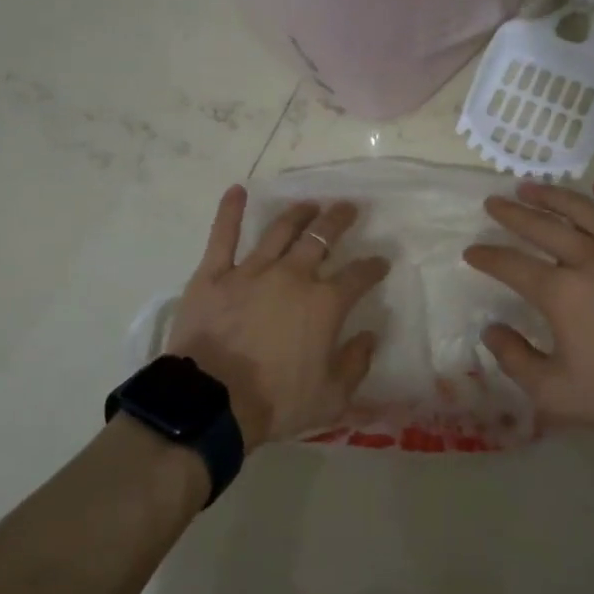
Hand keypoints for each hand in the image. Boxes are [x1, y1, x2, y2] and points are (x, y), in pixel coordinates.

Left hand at [167, 187, 389, 448]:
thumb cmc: (276, 402)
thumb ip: (356, 363)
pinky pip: (223, 236)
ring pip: (280, 230)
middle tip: (348, 208)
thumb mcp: (332, 396)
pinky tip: (237, 190)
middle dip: (338, 220)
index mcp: (324, 303)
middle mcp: (293, 276)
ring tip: (310, 203)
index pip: (358, 276)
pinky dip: (230, 211)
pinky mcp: (214, 274)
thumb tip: (370, 336)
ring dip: (298, 213)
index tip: (381, 261)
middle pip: (321, 238)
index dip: (373, 267)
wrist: (213, 402)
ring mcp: (251, 270)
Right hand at [463, 180, 593, 438]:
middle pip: (542, 226)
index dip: (487, 257)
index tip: (472, 252)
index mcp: (560, 292)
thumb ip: (515, 360)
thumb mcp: (555, 393)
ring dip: (553, 195)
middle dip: (511, 213)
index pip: (511, 265)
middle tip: (493, 203)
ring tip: (530, 186)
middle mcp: (588, 260)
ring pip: (583, 211)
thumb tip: (491, 330)